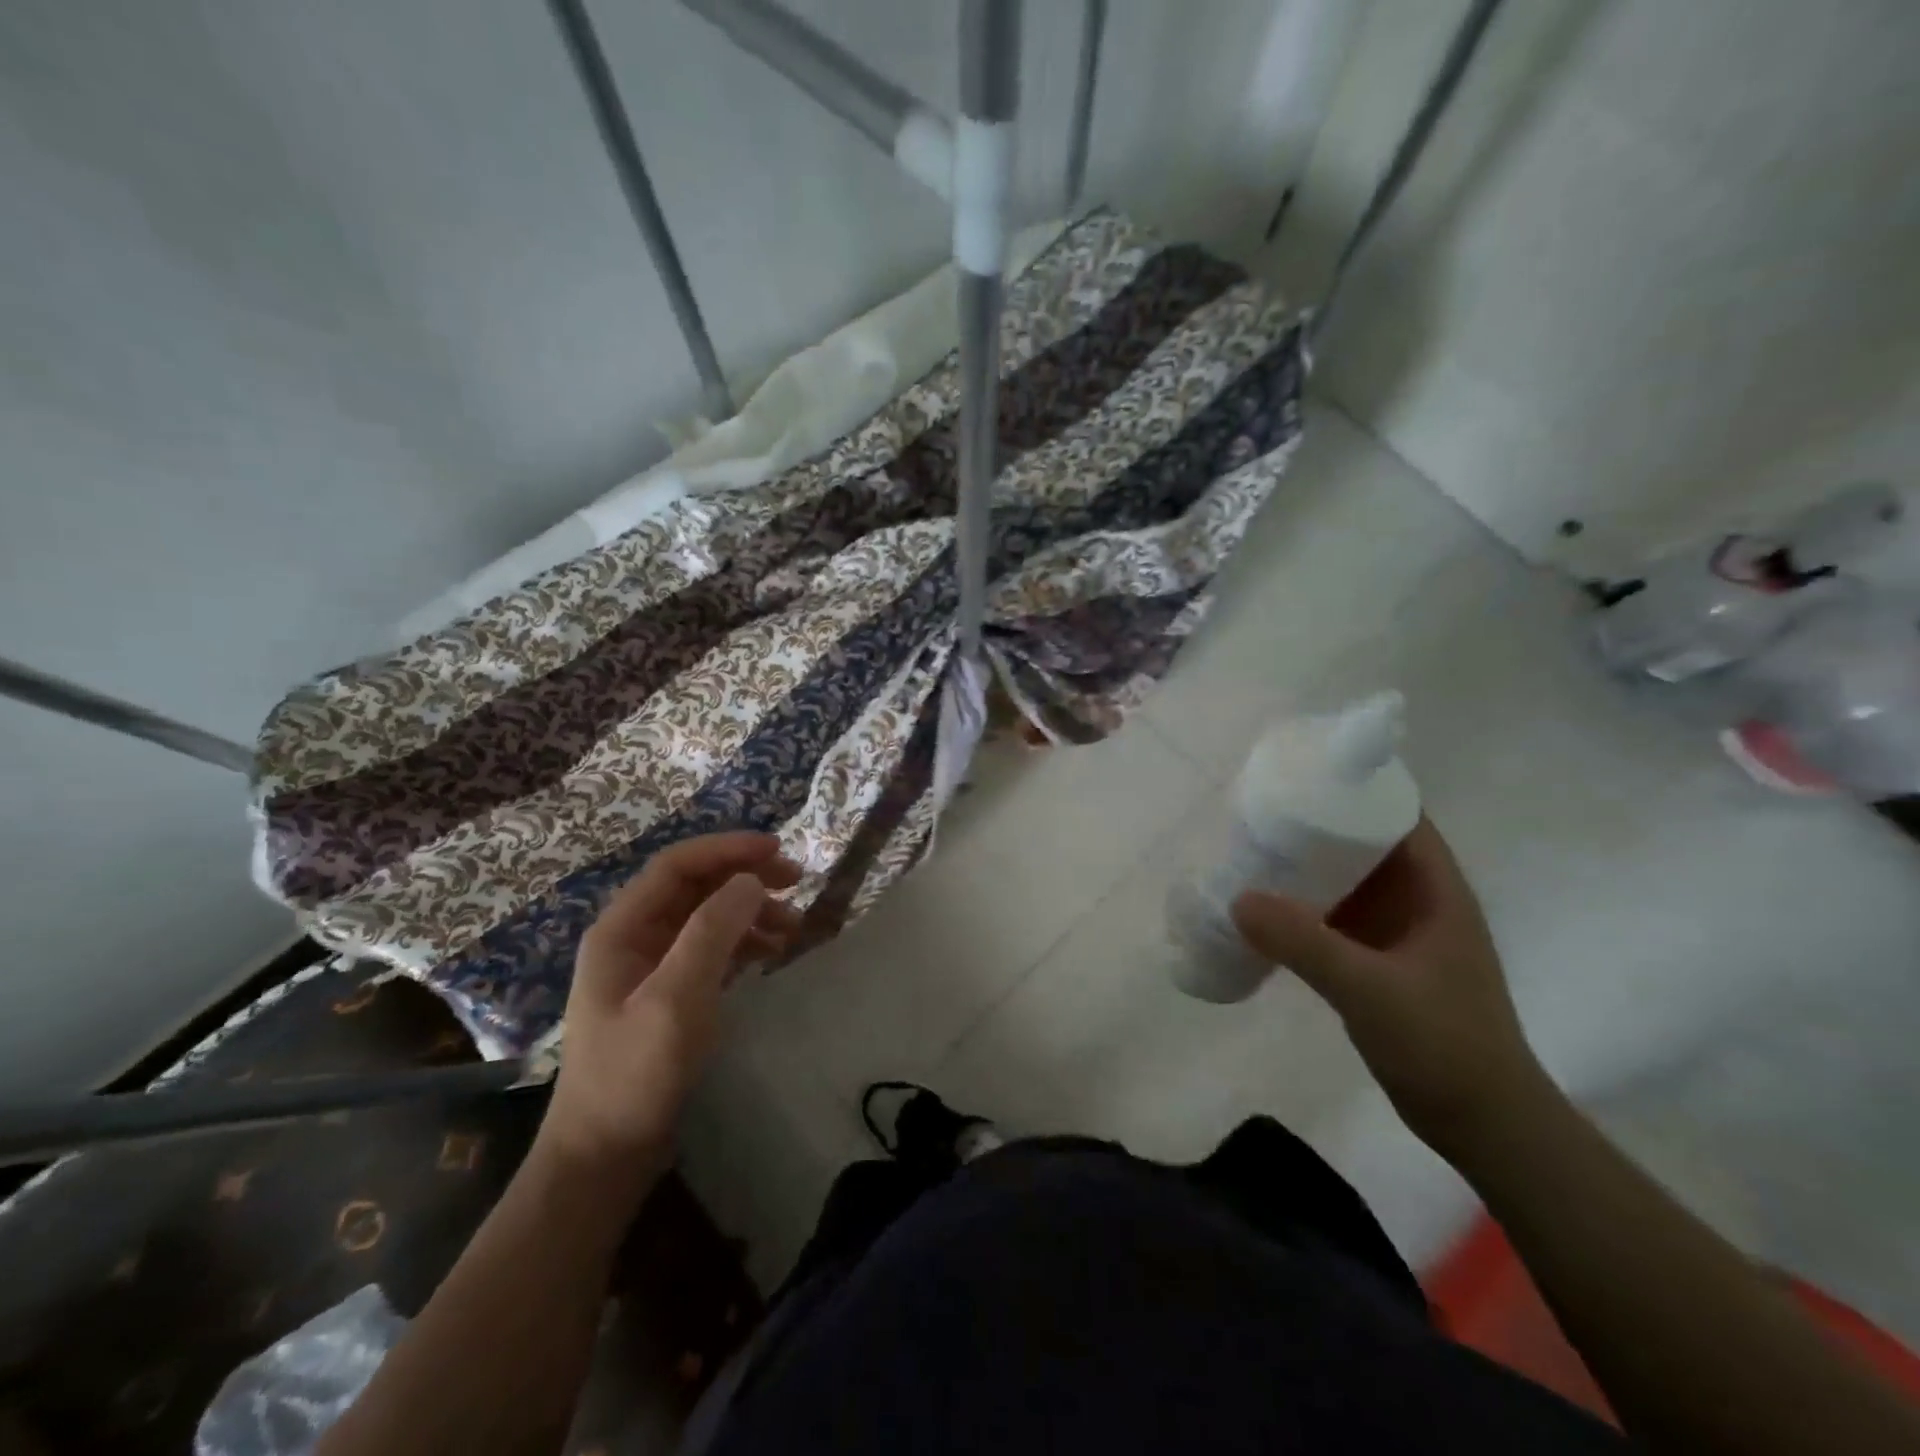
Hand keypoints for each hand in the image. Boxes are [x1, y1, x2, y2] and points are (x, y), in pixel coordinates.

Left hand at [538, 832, 802, 1178]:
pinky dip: (744, 941)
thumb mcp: (675, 999)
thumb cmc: (634, 1073)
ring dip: (750, 911)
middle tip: (796, 881)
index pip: (678, 865)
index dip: (727, 849)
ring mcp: (651, 966)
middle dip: (745, 877)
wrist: (605, 1156)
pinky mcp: (669, 992)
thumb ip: (712, 932)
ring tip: (793, 925)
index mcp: (621, 928)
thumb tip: (752, 880)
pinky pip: (711, 948)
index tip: (777, 850)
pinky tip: (772, 951)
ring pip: (707, 916)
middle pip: (695, 886)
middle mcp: (634, 937)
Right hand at [1232, 818, 1549, 1161]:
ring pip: (1347, 882)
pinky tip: (1265, 911)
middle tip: (1258, 813)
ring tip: (1252, 852)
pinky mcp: (1380, 963)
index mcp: (1436, 890)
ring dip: (1306, 869)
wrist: (1484, 1125)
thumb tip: (1238, 898)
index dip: (1356, 789)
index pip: (1398, 816)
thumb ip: (1305, 943)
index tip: (1302, 775)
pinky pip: (1335, 918)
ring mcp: (1399, 934)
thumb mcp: (1371, 990)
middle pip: (1365, 844)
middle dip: (1316, 826)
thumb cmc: (1444, 1045)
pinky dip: (1304, 908)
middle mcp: (1418, 901)